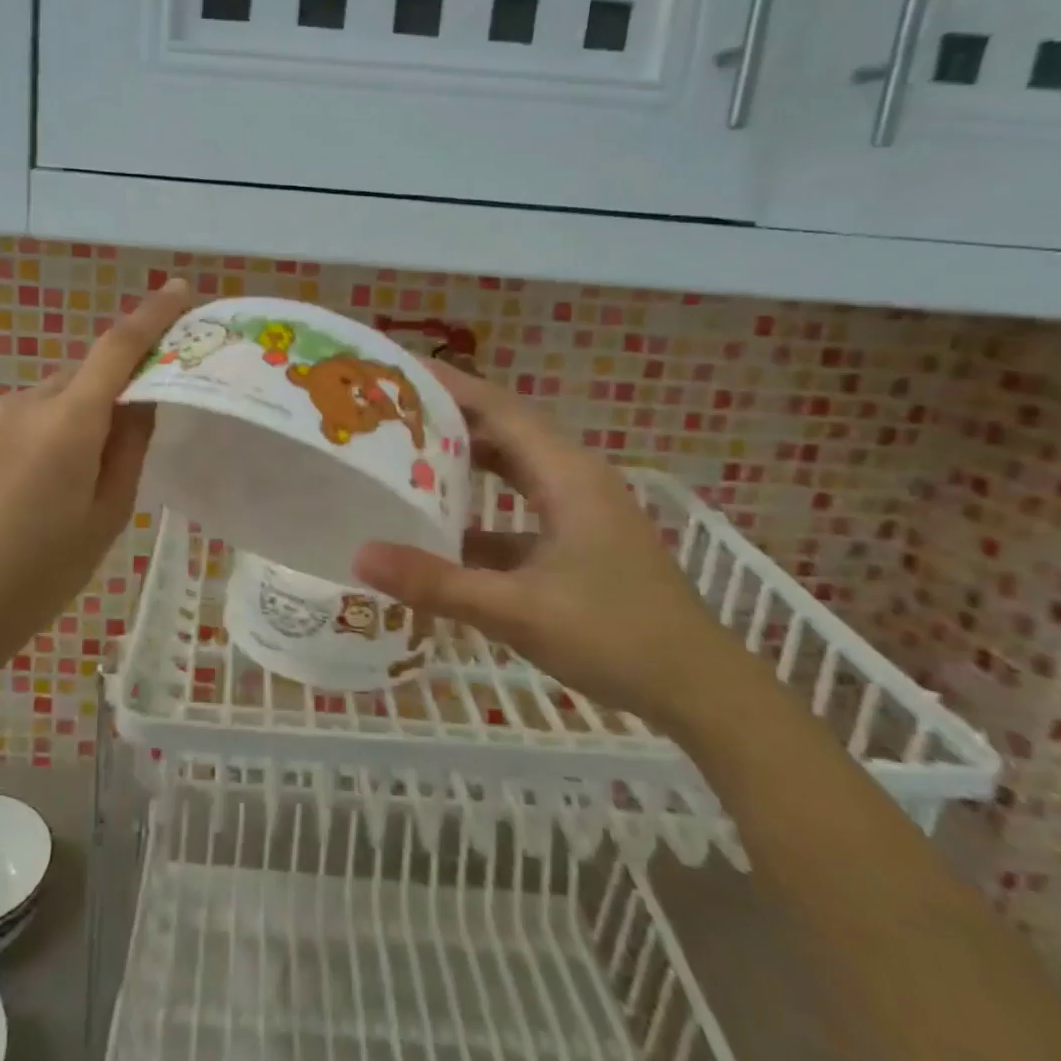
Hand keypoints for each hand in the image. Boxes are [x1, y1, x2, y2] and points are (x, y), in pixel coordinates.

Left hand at [0, 281, 191, 666]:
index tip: (179, 290)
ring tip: (91, 475)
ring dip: (86, 412)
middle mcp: (28, 402)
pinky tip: (53, 478)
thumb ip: (130, 447)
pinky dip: (59, 426)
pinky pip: (35, 412)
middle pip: (89, 373)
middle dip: (121, 386)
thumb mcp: (108, 514)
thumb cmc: (41, 571)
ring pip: (61, 395)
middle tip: (145, 428)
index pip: (117, 348)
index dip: (151, 315)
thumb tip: (144, 400)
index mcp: (68, 422)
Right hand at [352, 363, 744, 731]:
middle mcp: (574, 478)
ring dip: (466, 461)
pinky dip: (483, 508)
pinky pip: (521, 505)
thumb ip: (437, 583)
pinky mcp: (581, 539)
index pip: (498, 407)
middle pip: (504, 429)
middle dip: (448, 418)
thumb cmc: (615, 636)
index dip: (448, 385)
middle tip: (388, 415)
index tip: (397, 371)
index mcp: (566, 474)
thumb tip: (359, 558)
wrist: (700, 688)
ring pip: (513, 468)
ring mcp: (581, 509)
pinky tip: (444, 530)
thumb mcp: (516, 611)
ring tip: (406, 458)